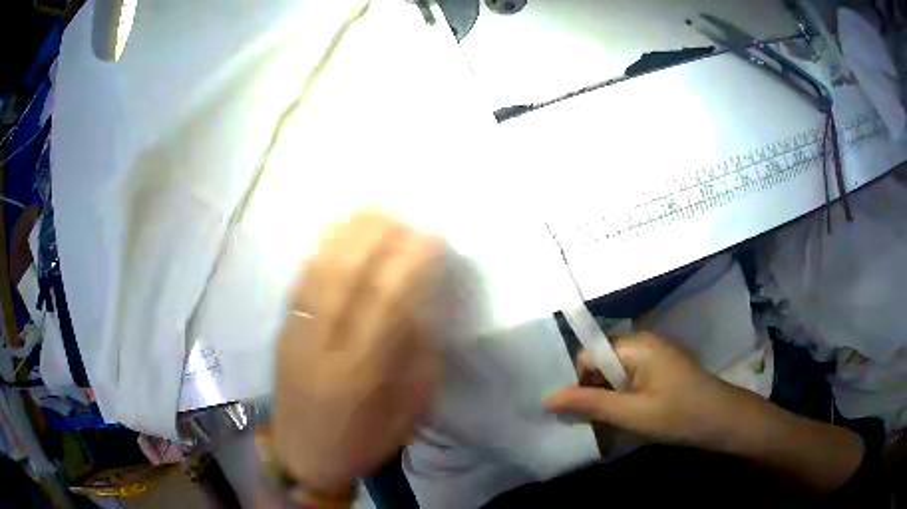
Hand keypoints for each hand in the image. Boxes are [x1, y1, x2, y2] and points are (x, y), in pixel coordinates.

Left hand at [272, 208, 443, 492]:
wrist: (303, 457)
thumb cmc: (363, 442)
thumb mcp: (406, 412)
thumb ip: (416, 359)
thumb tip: (423, 306)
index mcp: (360, 374)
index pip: (387, 304)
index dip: (411, 263)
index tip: (433, 234)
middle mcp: (322, 348)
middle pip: (347, 278)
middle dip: (376, 236)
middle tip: (401, 209)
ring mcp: (295, 336)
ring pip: (318, 274)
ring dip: (345, 235)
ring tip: (370, 207)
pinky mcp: (281, 333)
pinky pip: (298, 284)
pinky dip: (316, 251)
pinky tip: (331, 229)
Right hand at [545, 332, 745, 451]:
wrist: (724, 420)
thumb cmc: (679, 415)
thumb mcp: (632, 413)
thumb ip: (590, 404)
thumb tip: (547, 398)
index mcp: (636, 344)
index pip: (587, 355)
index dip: (577, 383)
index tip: (577, 414)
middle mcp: (643, 342)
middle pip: (600, 363)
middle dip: (591, 392)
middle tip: (590, 424)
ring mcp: (655, 355)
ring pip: (614, 373)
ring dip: (606, 398)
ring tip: (606, 426)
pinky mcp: (662, 368)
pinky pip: (630, 378)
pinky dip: (622, 398)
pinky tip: (625, 419)